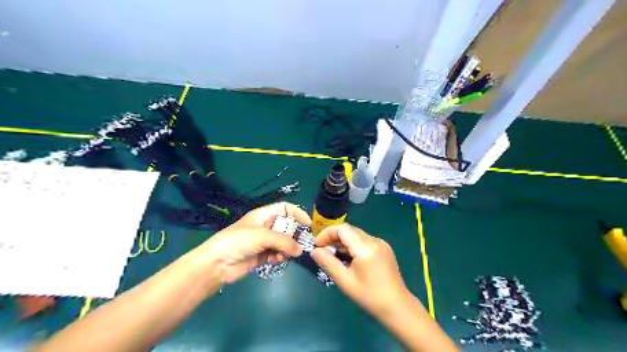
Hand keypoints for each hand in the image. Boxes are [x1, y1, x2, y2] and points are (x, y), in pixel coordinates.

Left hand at [196, 200, 308, 282]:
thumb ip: (283, 241)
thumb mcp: (262, 236)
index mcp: (263, 215)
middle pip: (287, 227)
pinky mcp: (262, 255)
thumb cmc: (237, 242)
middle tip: (298, 245)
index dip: (298, 213)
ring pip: (284, 242)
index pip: (285, 208)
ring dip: (286, 249)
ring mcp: (264, 241)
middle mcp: (265, 226)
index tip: (308, 225)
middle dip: (294, 235)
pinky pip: (278, 254)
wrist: (216, 264)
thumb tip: (300, 250)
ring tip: (283, 255)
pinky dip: (280, 257)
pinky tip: (276, 260)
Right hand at [311, 224, 408, 317]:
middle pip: (349, 230)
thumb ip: (328, 262)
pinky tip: (349, 260)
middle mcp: (375, 240)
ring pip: (356, 236)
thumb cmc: (369, 296)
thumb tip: (314, 251)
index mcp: (366, 247)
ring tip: (335, 258)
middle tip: (323, 252)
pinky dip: (353, 247)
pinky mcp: (384, 249)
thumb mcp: (345, 280)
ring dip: (343, 243)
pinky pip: (364, 241)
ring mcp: (381, 243)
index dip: (327, 233)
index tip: (317, 246)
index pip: (343, 228)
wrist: (397, 307)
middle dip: (334, 238)